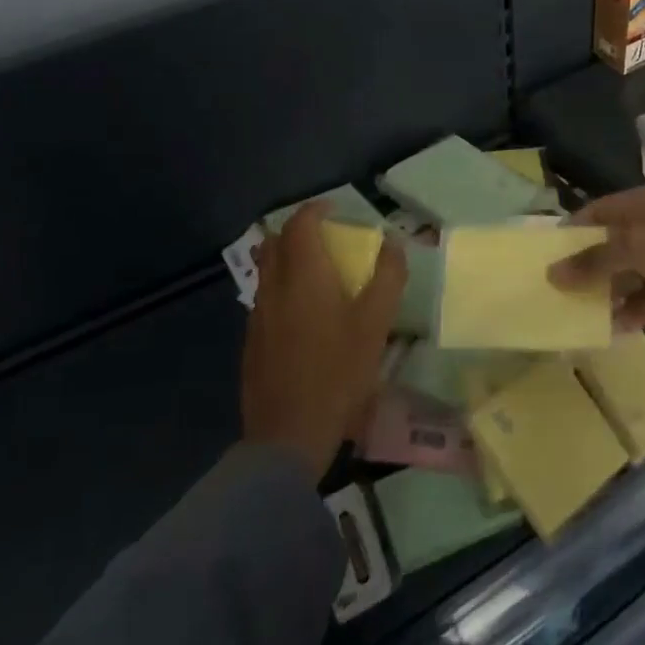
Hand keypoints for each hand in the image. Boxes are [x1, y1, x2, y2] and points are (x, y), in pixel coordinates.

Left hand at [241, 202, 406, 477]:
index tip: (336, 210)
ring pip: (266, 270)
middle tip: (326, 238)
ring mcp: (257, 315)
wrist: (288, 435)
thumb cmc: (338, 373)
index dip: (316, 210)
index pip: (300, 224)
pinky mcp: (251, 341)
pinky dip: (281, 288)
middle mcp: (274, 287)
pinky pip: (264, 298)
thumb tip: (393, 242)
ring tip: (316, 273)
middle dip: (298, 231)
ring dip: (287, 259)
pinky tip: (303, 315)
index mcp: (303, 275)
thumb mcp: (376, 324)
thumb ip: (387, 277)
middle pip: (275, 242)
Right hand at [547, 185, 644, 350]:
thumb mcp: (637, 245)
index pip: (598, 211)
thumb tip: (552, 273)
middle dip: (580, 264)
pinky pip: (640, 304)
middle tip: (546, 288)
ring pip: (621, 276)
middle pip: (607, 245)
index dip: (570, 230)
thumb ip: (593, 259)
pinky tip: (600, 329)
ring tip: (564, 311)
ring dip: (599, 292)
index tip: (540, 254)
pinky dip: (622, 314)